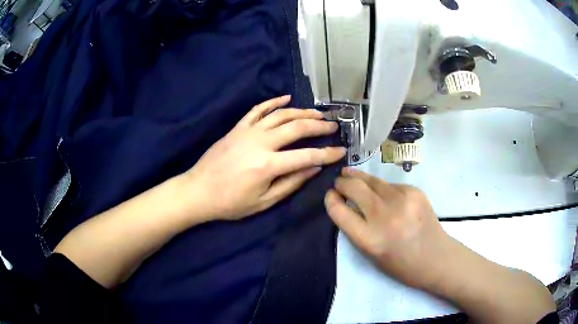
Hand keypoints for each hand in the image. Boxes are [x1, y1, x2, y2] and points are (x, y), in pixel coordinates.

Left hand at [182, 95, 345, 220]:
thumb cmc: (230, 203)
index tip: (341, 150)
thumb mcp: (264, 202)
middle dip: (319, 126)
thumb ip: (291, 183)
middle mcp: (260, 143)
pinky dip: (273, 102)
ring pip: (280, 115)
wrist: (198, 191)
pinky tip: (286, 98)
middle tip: (333, 126)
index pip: (307, 156)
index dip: (327, 153)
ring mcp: (247, 132)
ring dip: (301, 112)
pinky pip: (257, 109)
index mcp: (268, 165)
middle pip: (296, 128)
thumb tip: (314, 168)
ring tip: (317, 113)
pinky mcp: (237, 128)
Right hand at [324, 168, 452, 289]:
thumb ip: (356, 228)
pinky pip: (390, 185)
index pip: (339, 211)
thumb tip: (345, 203)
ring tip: (350, 173)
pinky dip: (382, 188)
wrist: (436, 258)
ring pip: (372, 180)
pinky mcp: (414, 191)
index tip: (330, 194)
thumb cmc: (400, 263)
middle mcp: (384, 216)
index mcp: (370, 239)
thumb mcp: (371, 253)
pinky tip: (383, 193)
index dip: (330, 199)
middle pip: (354, 187)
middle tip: (339, 181)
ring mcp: (402, 200)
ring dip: (359, 178)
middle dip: (342, 182)